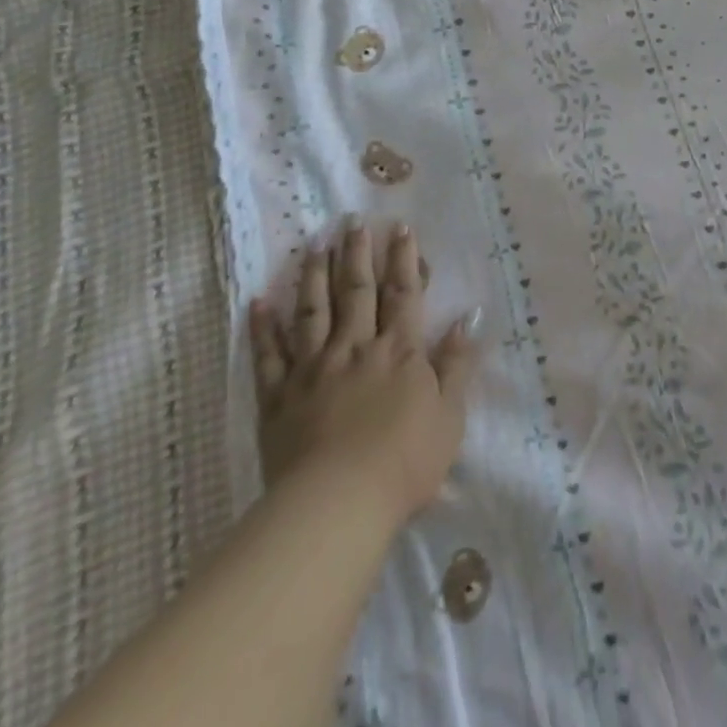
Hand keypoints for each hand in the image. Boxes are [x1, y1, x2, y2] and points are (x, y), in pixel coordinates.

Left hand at [249, 219, 477, 522]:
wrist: (338, 504)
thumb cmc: (405, 462)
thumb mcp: (449, 414)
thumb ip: (457, 363)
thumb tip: (467, 318)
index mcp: (398, 352)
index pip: (403, 294)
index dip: (403, 259)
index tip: (399, 227)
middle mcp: (355, 349)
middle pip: (357, 292)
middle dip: (357, 254)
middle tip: (352, 222)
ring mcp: (313, 371)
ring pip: (313, 312)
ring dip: (314, 276)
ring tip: (314, 245)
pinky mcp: (279, 399)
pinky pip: (269, 357)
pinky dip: (263, 329)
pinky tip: (259, 303)